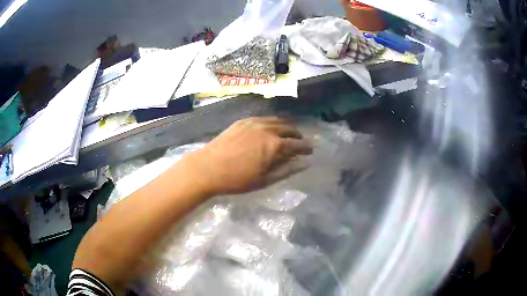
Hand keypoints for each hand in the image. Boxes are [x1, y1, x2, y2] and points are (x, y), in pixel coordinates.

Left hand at [184, 117, 312, 194]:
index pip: (297, 144)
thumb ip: (287, 170)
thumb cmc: (237, 179)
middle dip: (297, 135)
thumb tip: (306, 163)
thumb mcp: (265, 180)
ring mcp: (253, 122)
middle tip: (300, 142)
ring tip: (287, 134)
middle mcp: (267, 129)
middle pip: (288, 129)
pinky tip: (269, 128)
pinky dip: (271, 123)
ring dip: (285, 127)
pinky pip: (262, 118)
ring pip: (276, 121)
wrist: (207, 168)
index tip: (311, 150)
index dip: (306, 147)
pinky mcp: (242, 121)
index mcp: (274, 144)